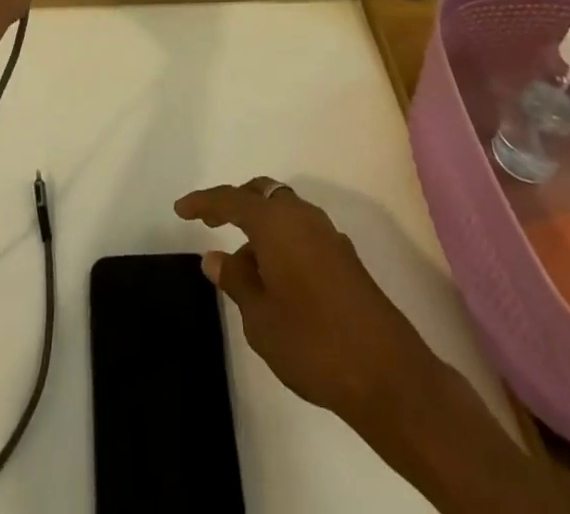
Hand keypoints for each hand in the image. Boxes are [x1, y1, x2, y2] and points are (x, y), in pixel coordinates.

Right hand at [174, 178, 438, 425]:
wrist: (388, 375)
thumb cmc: (313, 343)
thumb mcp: (260, 318)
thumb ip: (236, 281)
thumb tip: (216, 257)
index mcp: (276, 222)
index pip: (231, 199)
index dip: (203, 202)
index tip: (180, 209)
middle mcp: (302, 216)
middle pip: (262, 194)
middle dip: (235, 205)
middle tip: (212, 224)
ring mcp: (328, 235)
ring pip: (285, 213)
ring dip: (261, 228)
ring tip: (244, 266)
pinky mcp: (345, 257)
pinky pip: (302, 232)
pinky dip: (283, 242)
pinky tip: (278, 279)